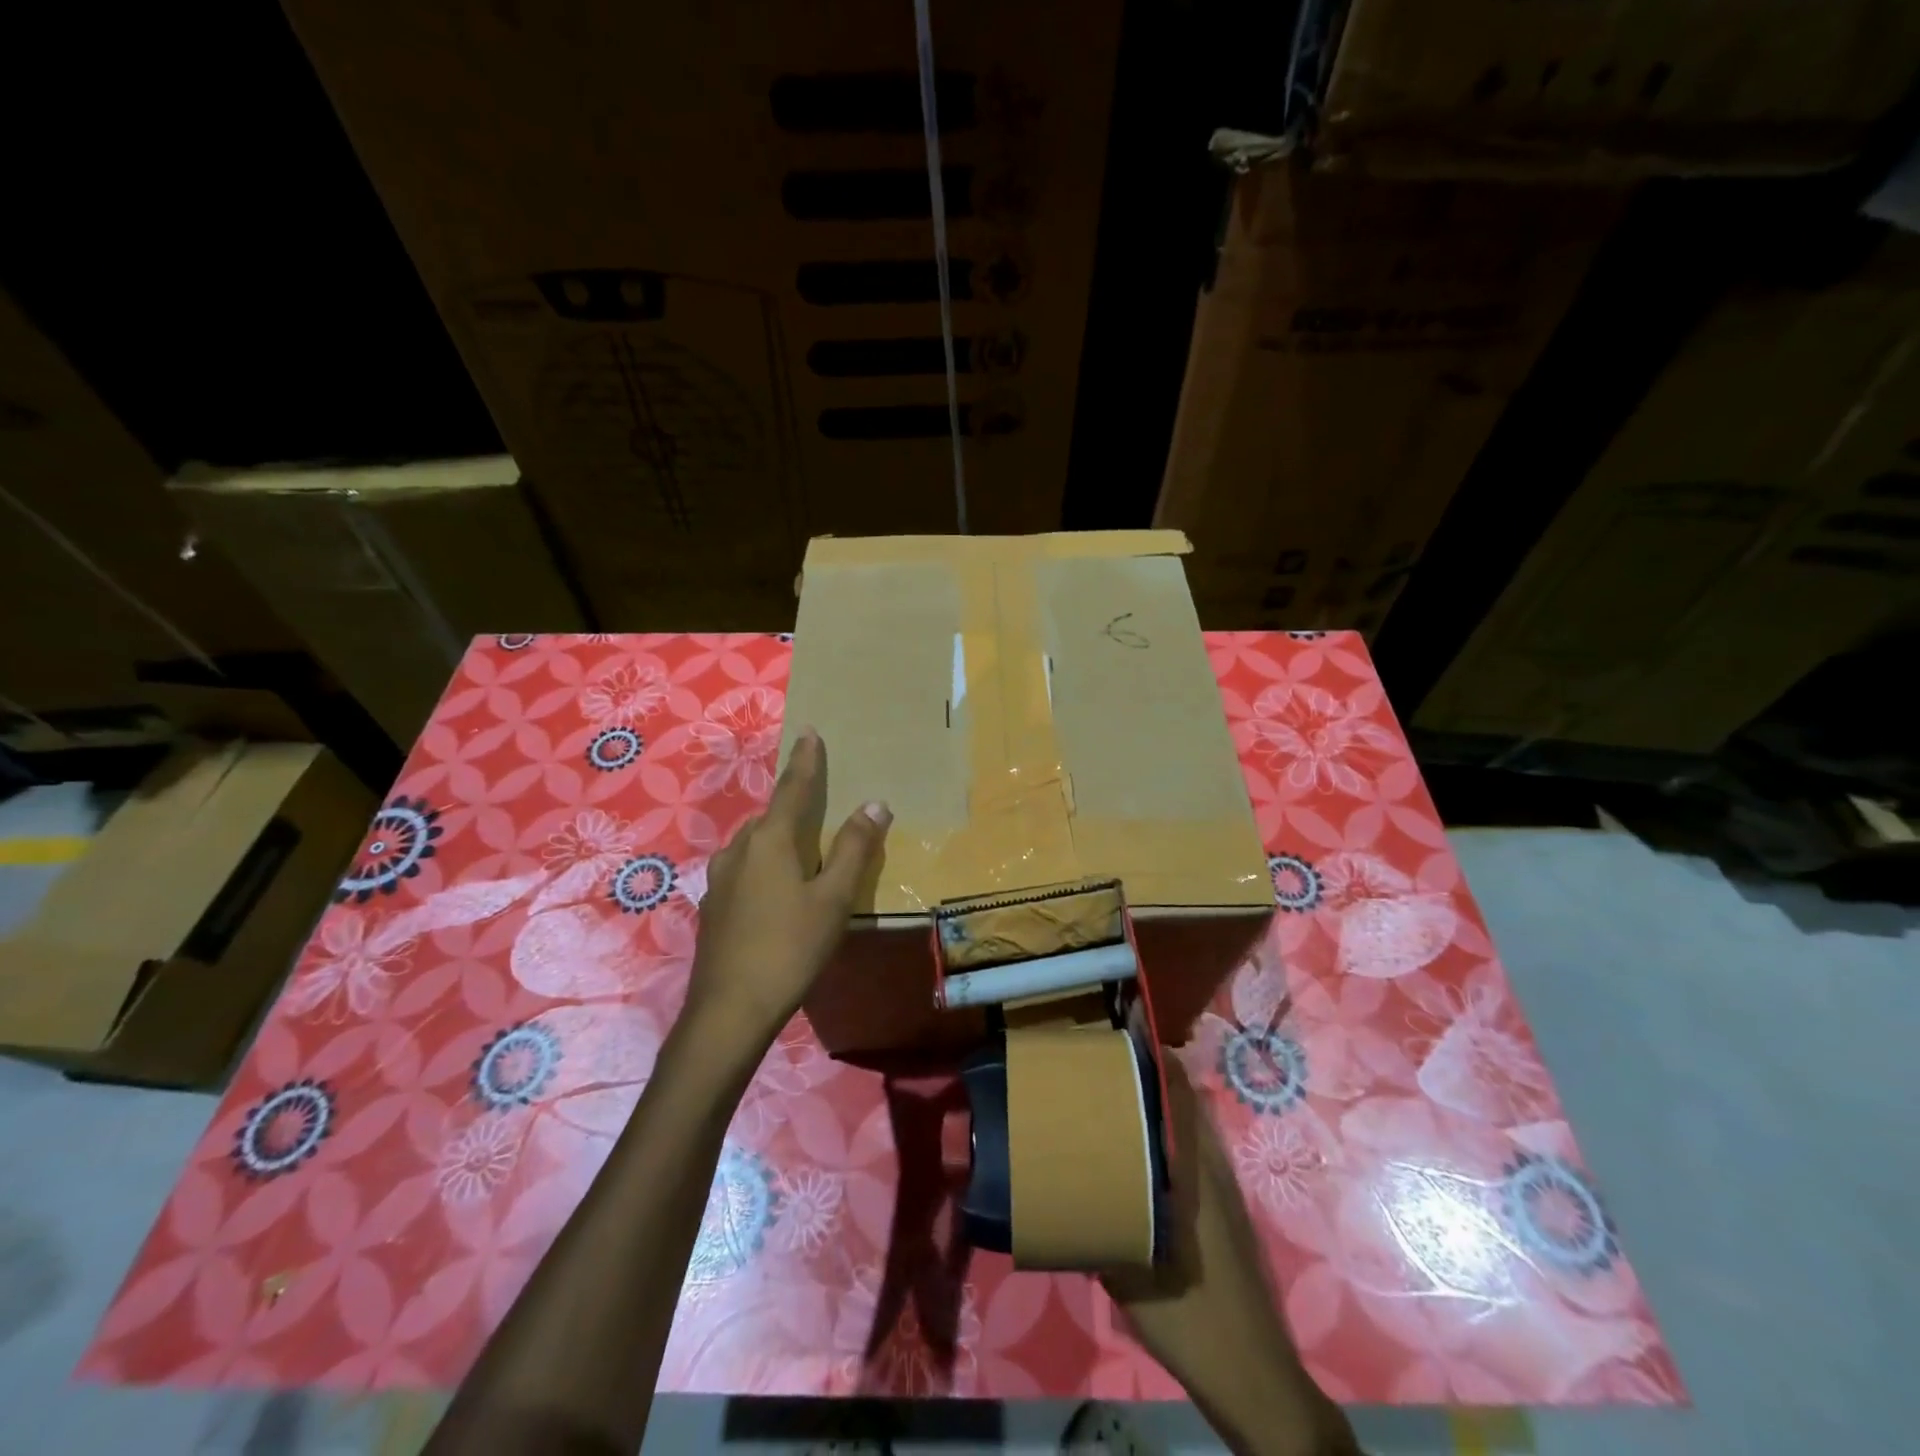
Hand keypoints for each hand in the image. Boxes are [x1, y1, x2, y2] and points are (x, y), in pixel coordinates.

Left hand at [687, 727, 890, 1053]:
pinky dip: (764, 866)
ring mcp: (720, 878)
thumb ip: (854, 849)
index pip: (793, 788)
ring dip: (777, 839)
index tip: (809, 732)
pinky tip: (774, 893)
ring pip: (754, 845)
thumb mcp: (834, 900)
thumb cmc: (790, 948)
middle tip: (817, 804)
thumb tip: (875, 803)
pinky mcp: (712, 906)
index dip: (805, 760)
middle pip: (772, 816)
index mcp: (771, 841)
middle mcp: (739, 849)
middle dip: (794, 805)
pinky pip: (744, 870)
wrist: (728, 1010)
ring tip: (800, 852)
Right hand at [1102, 1059, 1359, 1455]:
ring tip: (1121, 1104)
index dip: (1160, 1061)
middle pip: (1189, 1105)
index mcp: (1195, 1175)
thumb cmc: (1194, 1321)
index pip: (1182, 1098)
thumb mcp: (1130, 1277)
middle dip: (1156, 1079)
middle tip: (1111, 1068)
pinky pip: (1198, 1156)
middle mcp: (1214, 1172)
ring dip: (1166, 1109)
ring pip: (1195, 1131)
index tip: (1127, 1037)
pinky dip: (1174, 1141)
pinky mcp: (1228, 1217)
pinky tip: (1143, 1163)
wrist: (1257, 1383)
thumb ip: (1097, 1230)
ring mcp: (1225, 1195)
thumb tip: (1059, 1199)